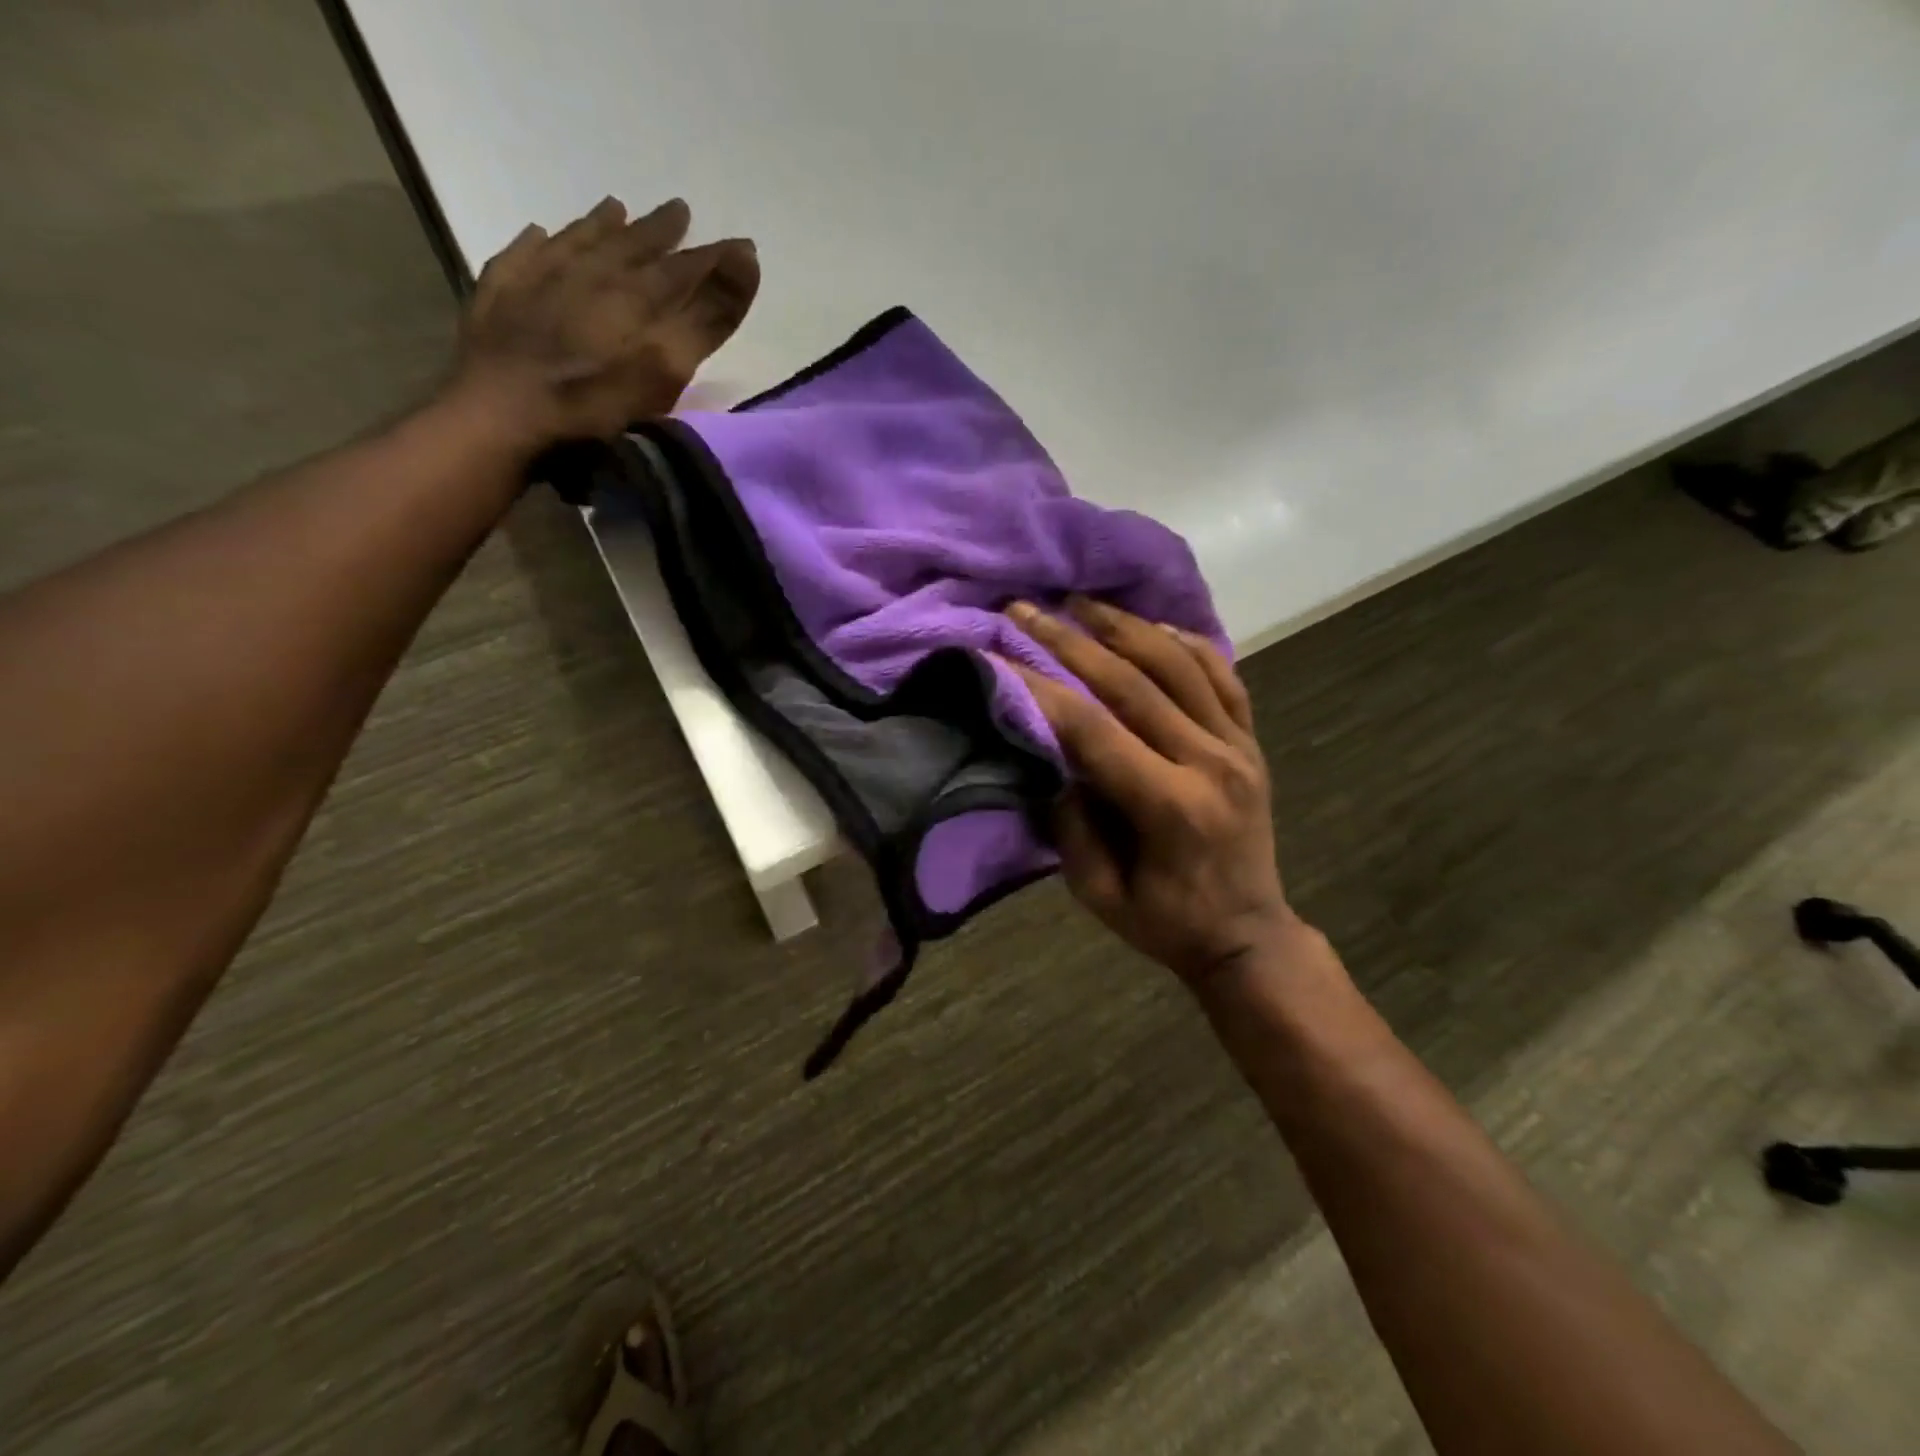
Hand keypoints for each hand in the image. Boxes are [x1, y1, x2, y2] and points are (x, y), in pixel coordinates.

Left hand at [450, 196, 759, 449]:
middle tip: (679, 209)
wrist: (500, 418)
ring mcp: (537, 281)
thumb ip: (707, 316)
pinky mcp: (498, 298)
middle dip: (659, 231)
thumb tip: (746, 256)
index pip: (683, 269)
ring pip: (578, 242)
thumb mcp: (665, 368)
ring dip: (601, 226)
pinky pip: (521, 256)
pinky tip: (538, 234)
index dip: (715, 258)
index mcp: (633, 296)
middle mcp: (587, 274)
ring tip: (616, 208)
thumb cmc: (594, 404)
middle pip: (631, 247)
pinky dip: (537, 243)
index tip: (742, 243)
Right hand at [1005, 597, 1300, 988]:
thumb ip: (1070, 822)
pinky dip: (1186, 642)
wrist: (1249, 935)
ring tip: (1080, 599)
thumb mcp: (1098, 892)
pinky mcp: (1252, 741)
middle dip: (1069, 639)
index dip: (1038, 686)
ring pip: (1179, 664)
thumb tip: (1050, 753)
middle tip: (1024, 608)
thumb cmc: (1166, 923)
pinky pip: (1222, 674)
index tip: (995, 652)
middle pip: (1132, 681)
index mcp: (1170, 807)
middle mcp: (1210, 762)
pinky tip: (1152, 624)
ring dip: (1124, 625)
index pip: (1093, 729)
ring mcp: (1238, 745)